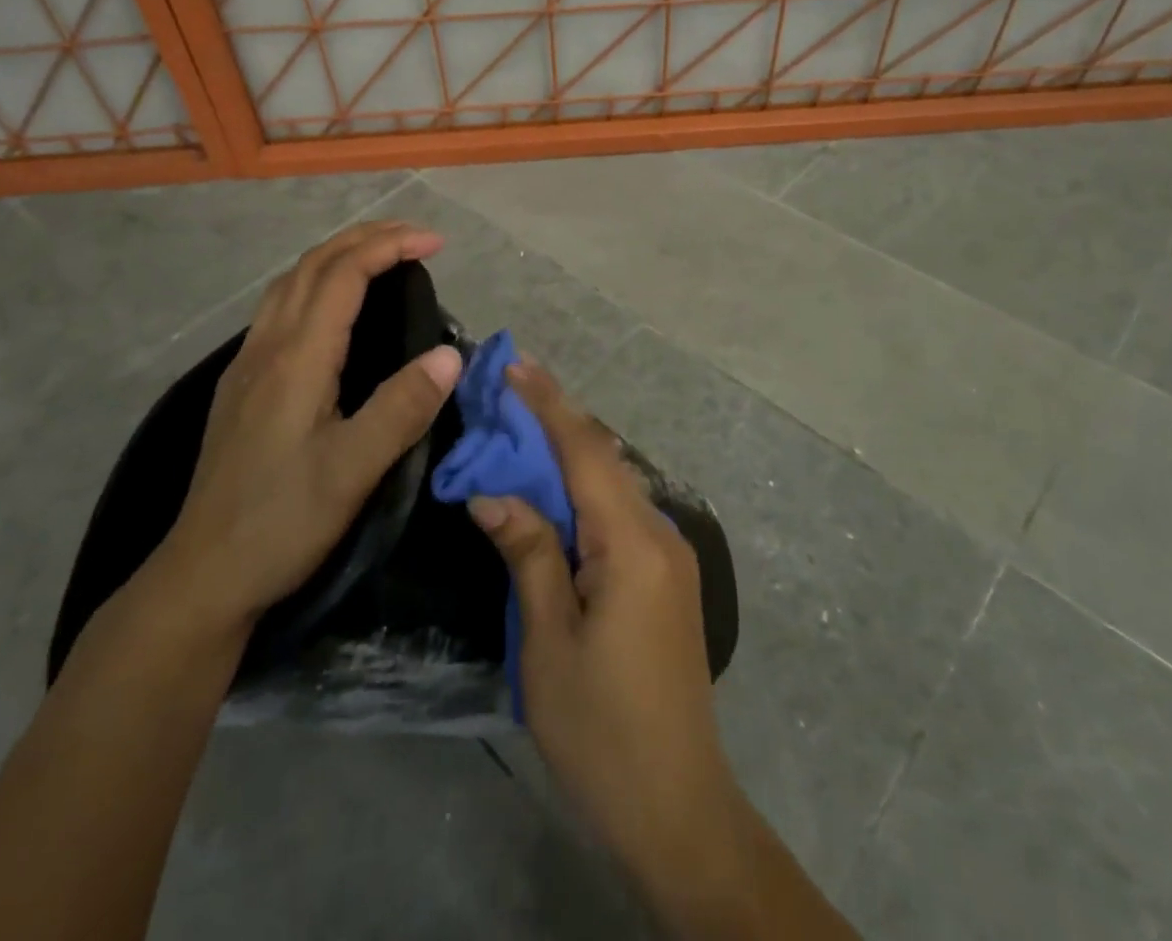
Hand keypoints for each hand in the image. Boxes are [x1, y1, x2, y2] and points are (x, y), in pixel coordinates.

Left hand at [155, 221, 462, 640]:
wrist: (203, 575)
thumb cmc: (282, 523)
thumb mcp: (353, 471)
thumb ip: (402, 408)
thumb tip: (449, 354)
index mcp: (296, 359)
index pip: (343, 275)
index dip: (390, 246)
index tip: (437, 243)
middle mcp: (267, 347)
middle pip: (313, 264)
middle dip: (365, 237)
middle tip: (416, 237)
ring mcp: (248, 364)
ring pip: (291, 282)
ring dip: (338, 255)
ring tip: (381, 257)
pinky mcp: (242, 385)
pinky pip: (281, 307)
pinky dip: (317, 282)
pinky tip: (334, 308)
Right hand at [467, 363, 745, 887]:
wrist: (678, 808)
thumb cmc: (601, 728)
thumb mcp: (548, 641)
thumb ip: (527, 552)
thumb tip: (493, 491)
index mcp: (632, 544)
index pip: (585, 451)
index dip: (548, 403)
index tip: (515, 364)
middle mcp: (660, 535)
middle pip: (602, 461)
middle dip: (554, 423)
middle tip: (505, 394)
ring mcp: (670, 557)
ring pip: (613, 485)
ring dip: (568, 457)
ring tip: (519, 433)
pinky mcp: (667, 580)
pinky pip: (621, 515)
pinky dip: (584, 493)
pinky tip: (553, 494)